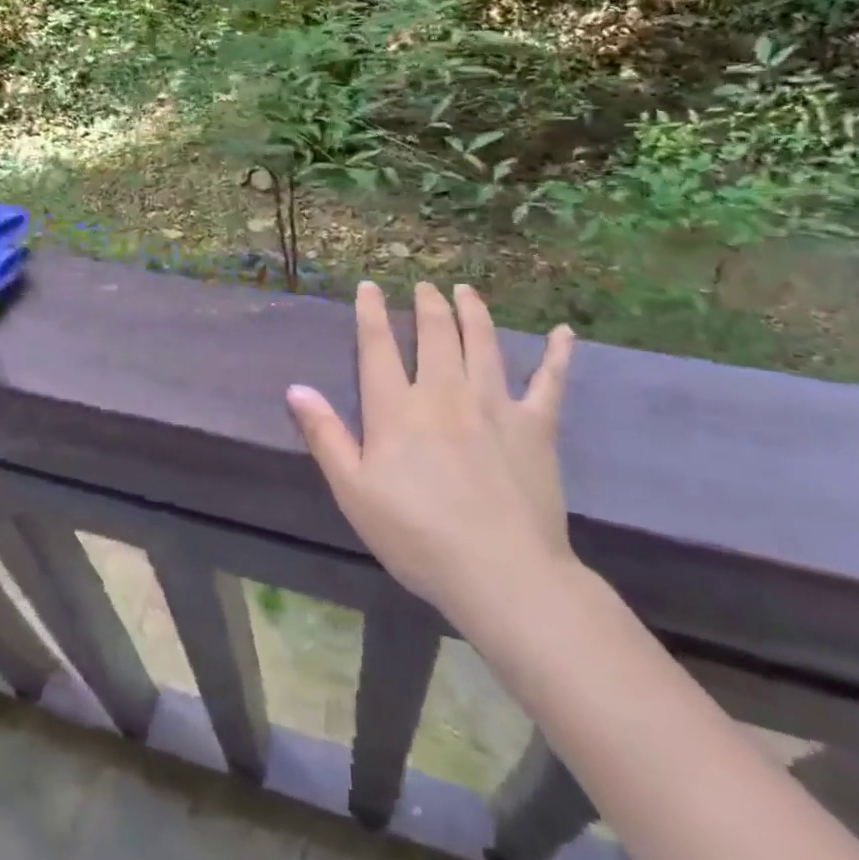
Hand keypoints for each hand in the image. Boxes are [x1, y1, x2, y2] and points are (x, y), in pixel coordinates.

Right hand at [287, 281, 576, 635]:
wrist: (500, 573)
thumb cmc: (416, 536)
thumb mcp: (353, 491)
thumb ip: (325, 435)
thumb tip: (295, 387)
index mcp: (397, 408)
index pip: (378, 346)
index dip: (371, 312)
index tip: (369, 286)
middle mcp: (444, 392)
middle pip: (435, 333)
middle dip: (427, 304)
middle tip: (425, 286)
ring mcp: (494, 404)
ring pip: (482, 343)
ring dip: (473, 311)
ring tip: (466, 290)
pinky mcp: (536, 426)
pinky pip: (549, 382)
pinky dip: (556, 355)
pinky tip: (563, 333)